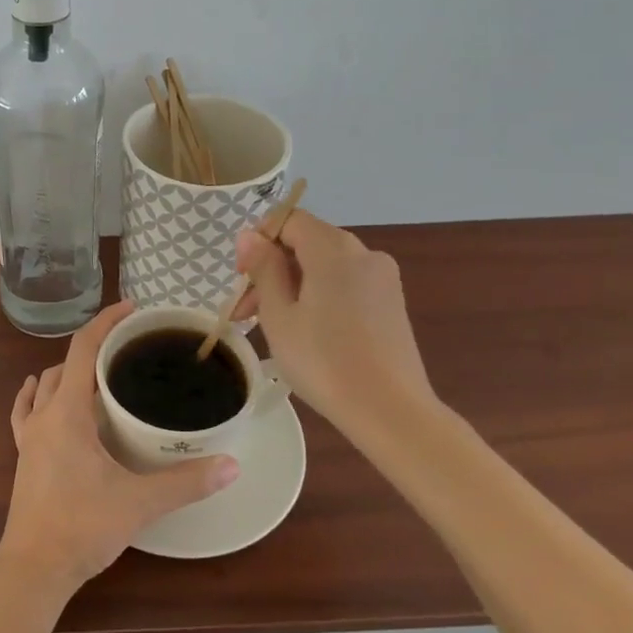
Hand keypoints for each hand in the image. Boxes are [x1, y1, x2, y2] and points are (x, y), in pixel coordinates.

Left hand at [0, 301, 239, 593]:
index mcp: (67, 412)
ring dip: (69, 373)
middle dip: (94, 349)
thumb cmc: (82, 527)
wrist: (33, 569)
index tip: (132, 309)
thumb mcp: (139, 502)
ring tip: (100, 377)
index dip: (106, 322)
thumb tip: (231, 464)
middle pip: (65, 364)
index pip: (83, 348)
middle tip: (128, 351)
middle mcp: (44, 415)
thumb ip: (186, 482)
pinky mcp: (23, 456)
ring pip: (45, 386)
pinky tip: (44, 396)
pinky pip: (26, 412)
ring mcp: (28, 436)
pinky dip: (38, 396)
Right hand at [234, 210, 439, 432]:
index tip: (241, 278)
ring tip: (270, 327)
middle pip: (306, 243)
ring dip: (292, 286)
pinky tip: (306, 332)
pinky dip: (319, 297)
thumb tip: (250, 236)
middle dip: (271, 270)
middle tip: (246, 313)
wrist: (390, 412)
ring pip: (324, 266)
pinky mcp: (391, 304)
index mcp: (334, 248)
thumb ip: (263, 268)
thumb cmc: (324, 361)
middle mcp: (363, 253)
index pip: (288, 220)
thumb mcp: (279, 315)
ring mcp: (382, 278)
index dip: (258, 240)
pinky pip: (345, 285)